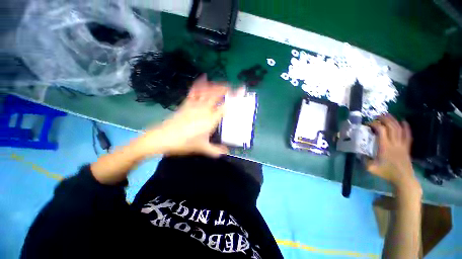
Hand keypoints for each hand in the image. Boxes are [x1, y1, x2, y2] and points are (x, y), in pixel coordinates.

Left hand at [135, 75, 229, 157]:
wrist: (163, 138)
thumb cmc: (185, 143)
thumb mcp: (202, 148)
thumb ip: (216, 150)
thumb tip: (226, 152)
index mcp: (210, 119)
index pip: (225, 106)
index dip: (235, 98)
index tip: (241, 90)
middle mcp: (204, 109)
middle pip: (216, 95)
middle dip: (225, 89)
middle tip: (232, 87)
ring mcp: (194, 104)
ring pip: (207, 91)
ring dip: (215, 86)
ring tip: (222, 84)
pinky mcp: (186, 103)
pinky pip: (194, 91)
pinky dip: (200, 84)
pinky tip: (203, 78)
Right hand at [367, 115, 420, 191]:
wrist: (403, 178)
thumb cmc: (386, 173)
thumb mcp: (371, 168)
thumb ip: (364, 160)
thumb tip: (358, 153)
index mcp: (384, 147)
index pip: (381, 131)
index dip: (375, 124)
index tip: (368, 124)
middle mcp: (394, 143)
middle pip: (391, 127)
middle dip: (385, 119)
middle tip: (378, 115)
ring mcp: (402, 144)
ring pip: (399, 129)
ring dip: (394, 121)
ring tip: (388, 115)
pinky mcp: (406, 147)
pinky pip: (408, 135)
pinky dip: (406, 127)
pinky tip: (404, 122)